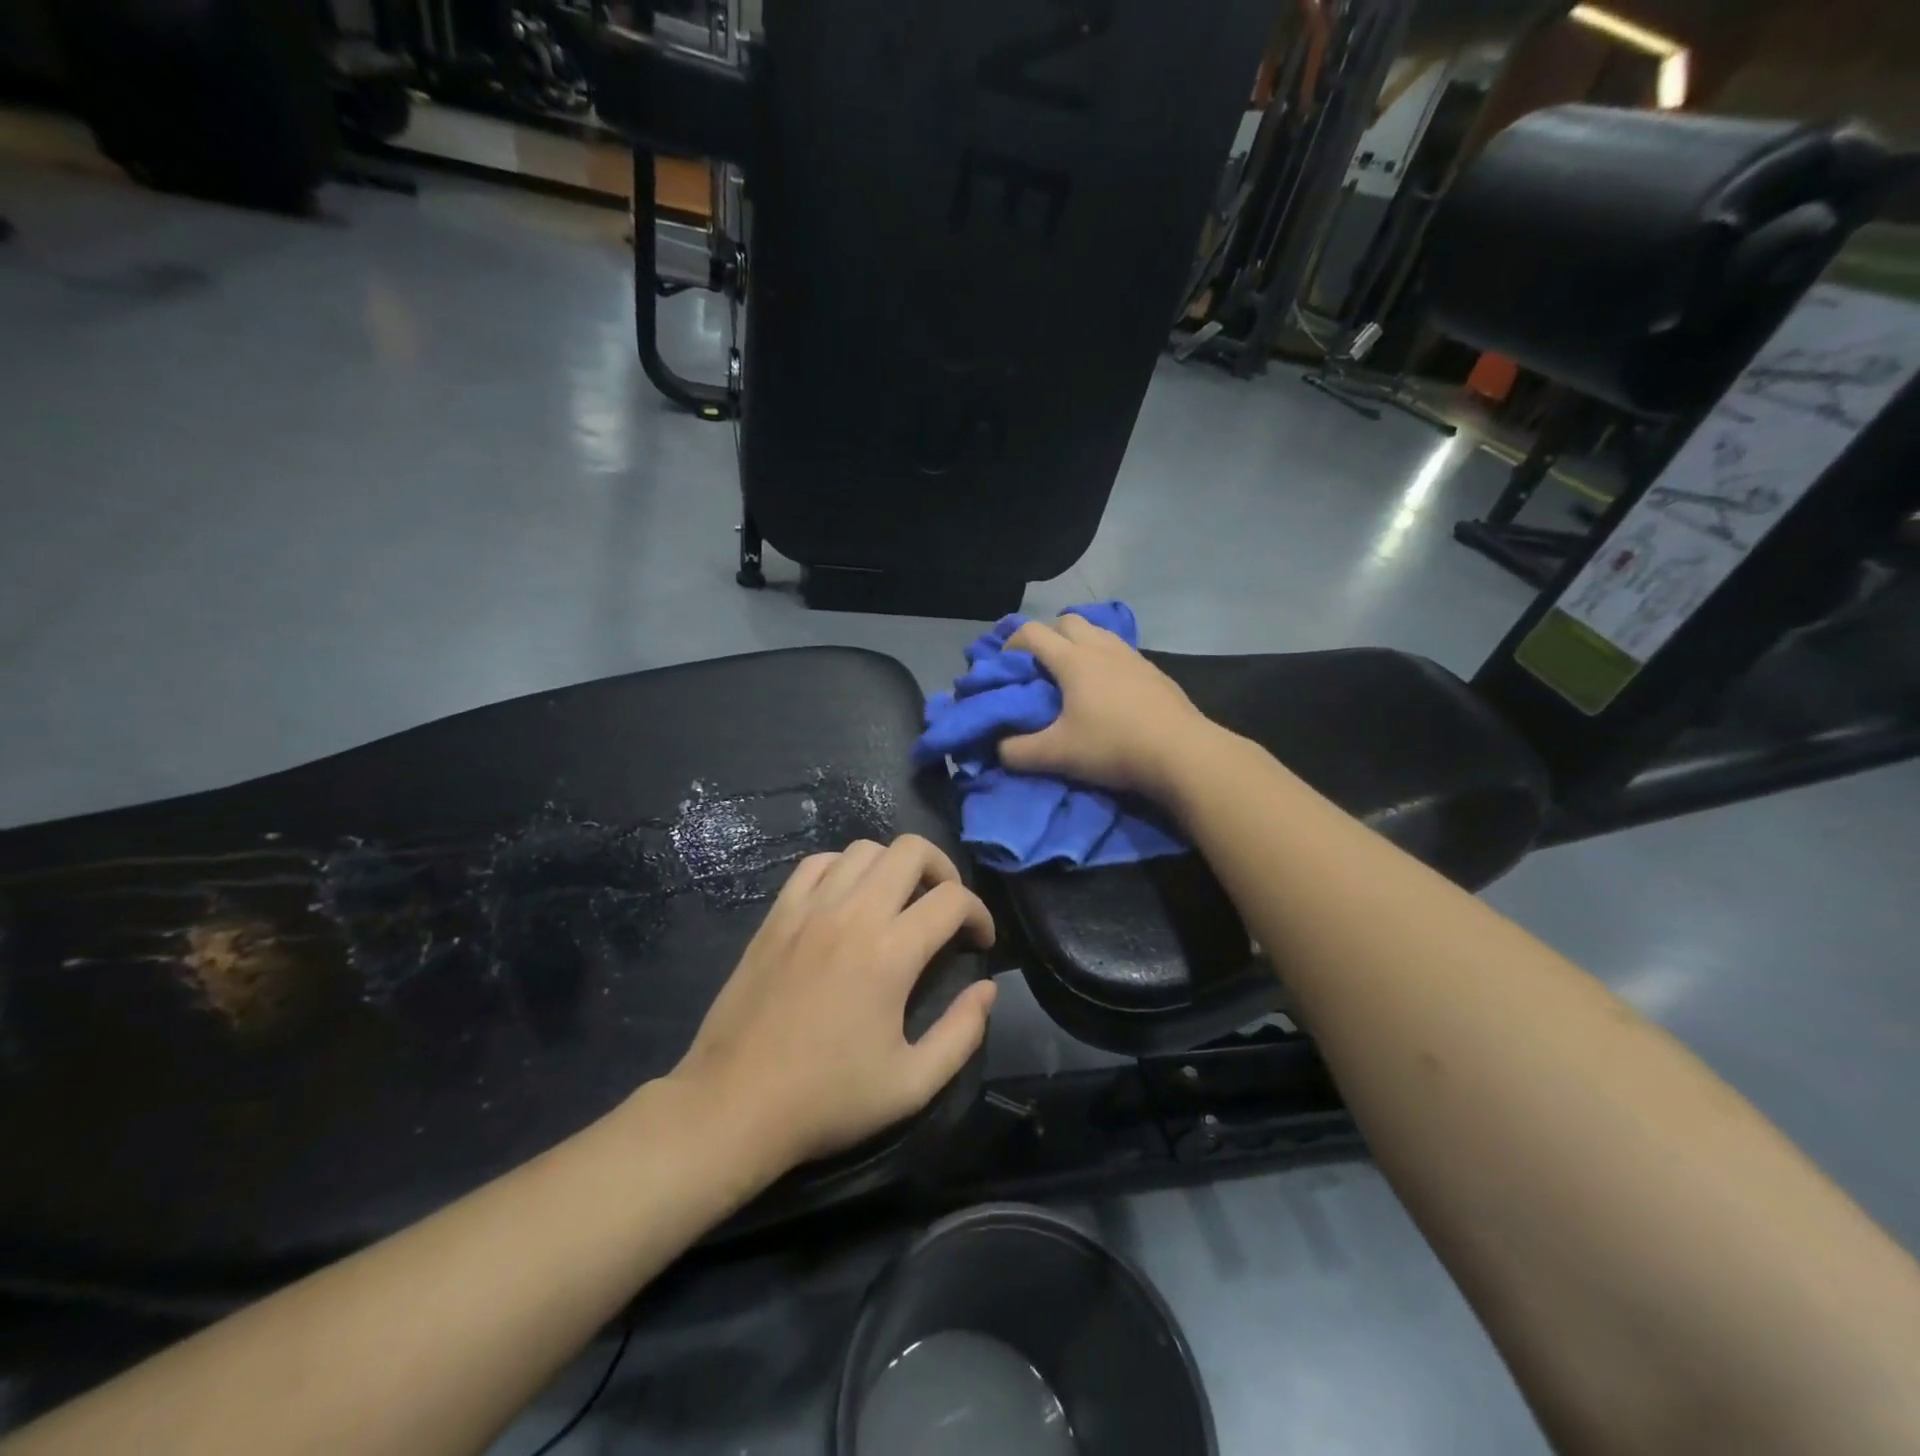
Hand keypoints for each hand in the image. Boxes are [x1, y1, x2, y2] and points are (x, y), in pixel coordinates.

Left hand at [670, 835, 997, 1171]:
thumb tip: (988, 989)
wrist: (734, 1105)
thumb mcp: (912, 1084)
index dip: (980, 914)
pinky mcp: (777, 915)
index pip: (953, 899)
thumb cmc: (827, 1099)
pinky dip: (843, 868)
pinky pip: (817, 863)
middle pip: (912, 851)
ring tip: (900, 900)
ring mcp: (809, 908)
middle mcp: (853, 914)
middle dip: (944, 871)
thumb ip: (962, 1033)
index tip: (980, 942)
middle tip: (946, 908)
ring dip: (894, 866)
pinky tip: (848, 898)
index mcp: (891, 952)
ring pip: (865, 849)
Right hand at [1002, 616, 1216, 798]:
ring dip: (1078, 643)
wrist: (1181, 752)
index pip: (1032, 633)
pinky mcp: (1153, 671)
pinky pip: (1120, 650)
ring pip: (1097, 632)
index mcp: (1073, 660)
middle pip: (1067, 621)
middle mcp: (1101, 648)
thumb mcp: (1057, 755)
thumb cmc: (1113, 746)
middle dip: (1047, 635)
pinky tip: (1107, 688)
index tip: (1004, 664)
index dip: (1011, 642)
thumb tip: (999, 749)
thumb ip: (1019, 752)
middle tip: (1039, 665)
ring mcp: (1131, 656)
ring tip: (1072, 673)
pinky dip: (1104, 658)